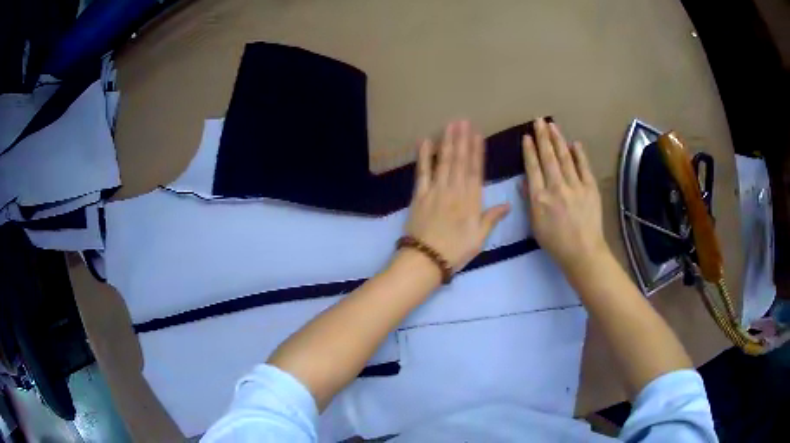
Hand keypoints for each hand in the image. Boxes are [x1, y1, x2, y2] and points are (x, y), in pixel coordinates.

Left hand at [404, 120, 510, 271]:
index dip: (477, 151)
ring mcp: (436, 190)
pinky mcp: (419, 195)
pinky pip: (422, 172)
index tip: (478, 134)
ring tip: (450, 125)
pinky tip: (426, 141)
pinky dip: (424, 156)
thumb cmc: (456, 251)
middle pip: (460, 161)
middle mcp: (454, 190)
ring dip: (447, 142)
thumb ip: (491, 218)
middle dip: (462, 139)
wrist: (426, 260)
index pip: (475, 170)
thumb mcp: (479, 238)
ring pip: (444, 162)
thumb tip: (508, 204)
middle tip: (463, 120)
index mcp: (471, 201)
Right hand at [522, 118, 608, 276]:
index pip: (533, 168)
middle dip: (542, 137)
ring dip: (558, 140)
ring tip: (552, 125)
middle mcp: (556, 187)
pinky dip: (579, 154)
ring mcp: (575, 186)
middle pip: (548, 157)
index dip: (529, 150)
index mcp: (540, 198)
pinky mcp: (591, 188)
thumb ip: (530, 201)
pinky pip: (584, 167)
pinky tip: (574, 143)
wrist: (583, 252)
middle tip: (539, 121)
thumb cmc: (556, 243)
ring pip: (565, 158)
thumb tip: (525, 180)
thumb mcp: (535, 225)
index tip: (526, 136)